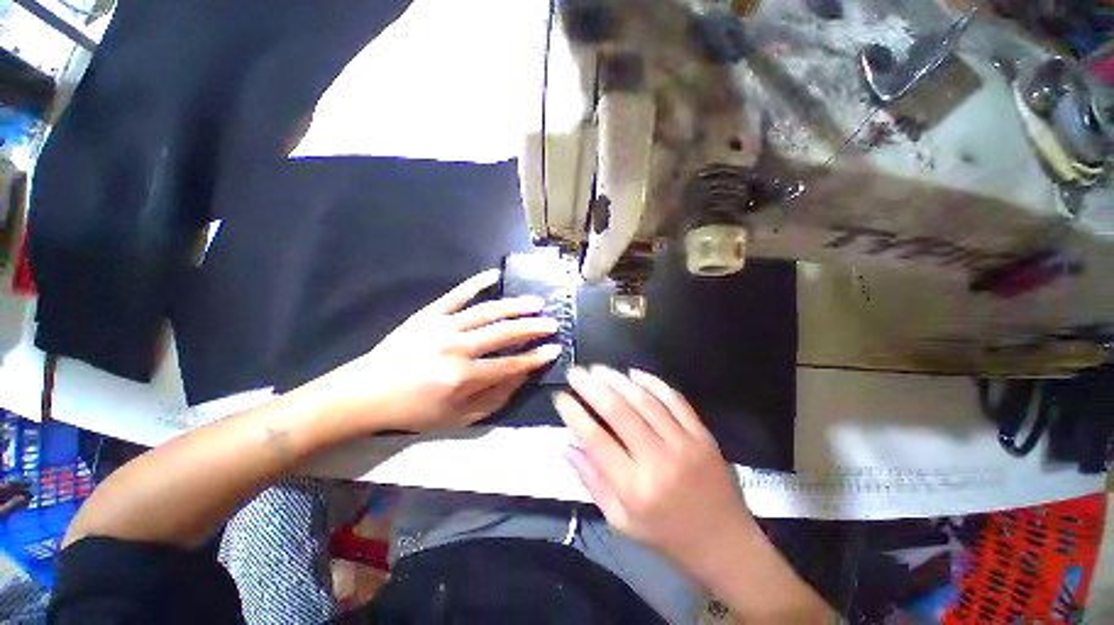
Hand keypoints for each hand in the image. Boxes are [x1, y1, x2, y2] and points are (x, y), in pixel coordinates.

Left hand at [310, 269, 561, 431]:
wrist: (366, 393)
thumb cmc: (414, 410)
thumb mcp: (457, 418)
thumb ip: (494, 399)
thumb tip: (521, 377)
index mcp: (463, 378)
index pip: (511, 364)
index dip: (536, 357)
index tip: (555, 348)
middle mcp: (457, 348)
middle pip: (504, 333)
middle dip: (533, 328)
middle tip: (552, 322)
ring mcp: (442, 327)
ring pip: (487, 312)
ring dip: (515, 306)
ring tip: (536, 303)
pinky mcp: (429, 314)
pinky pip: (457, 295)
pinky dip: (476, 283)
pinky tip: (495, 275)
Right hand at [553, 366, 754, 573]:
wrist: (726, 544)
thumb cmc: (667, 538)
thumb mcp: (621, 521)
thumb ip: (591, 481)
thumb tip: (566, 446)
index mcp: (635, 488)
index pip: (595, 439)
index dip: (574, 414)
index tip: (560, 397)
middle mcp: (658, 460)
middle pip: (617, 411)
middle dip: (591, 386)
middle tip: (575, 373)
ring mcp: (684, 442)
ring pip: (643, 399)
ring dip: (616, 379)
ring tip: (597, 368)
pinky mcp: (702, 433)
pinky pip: (674, 398)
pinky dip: (651, 381)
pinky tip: (633, 373)